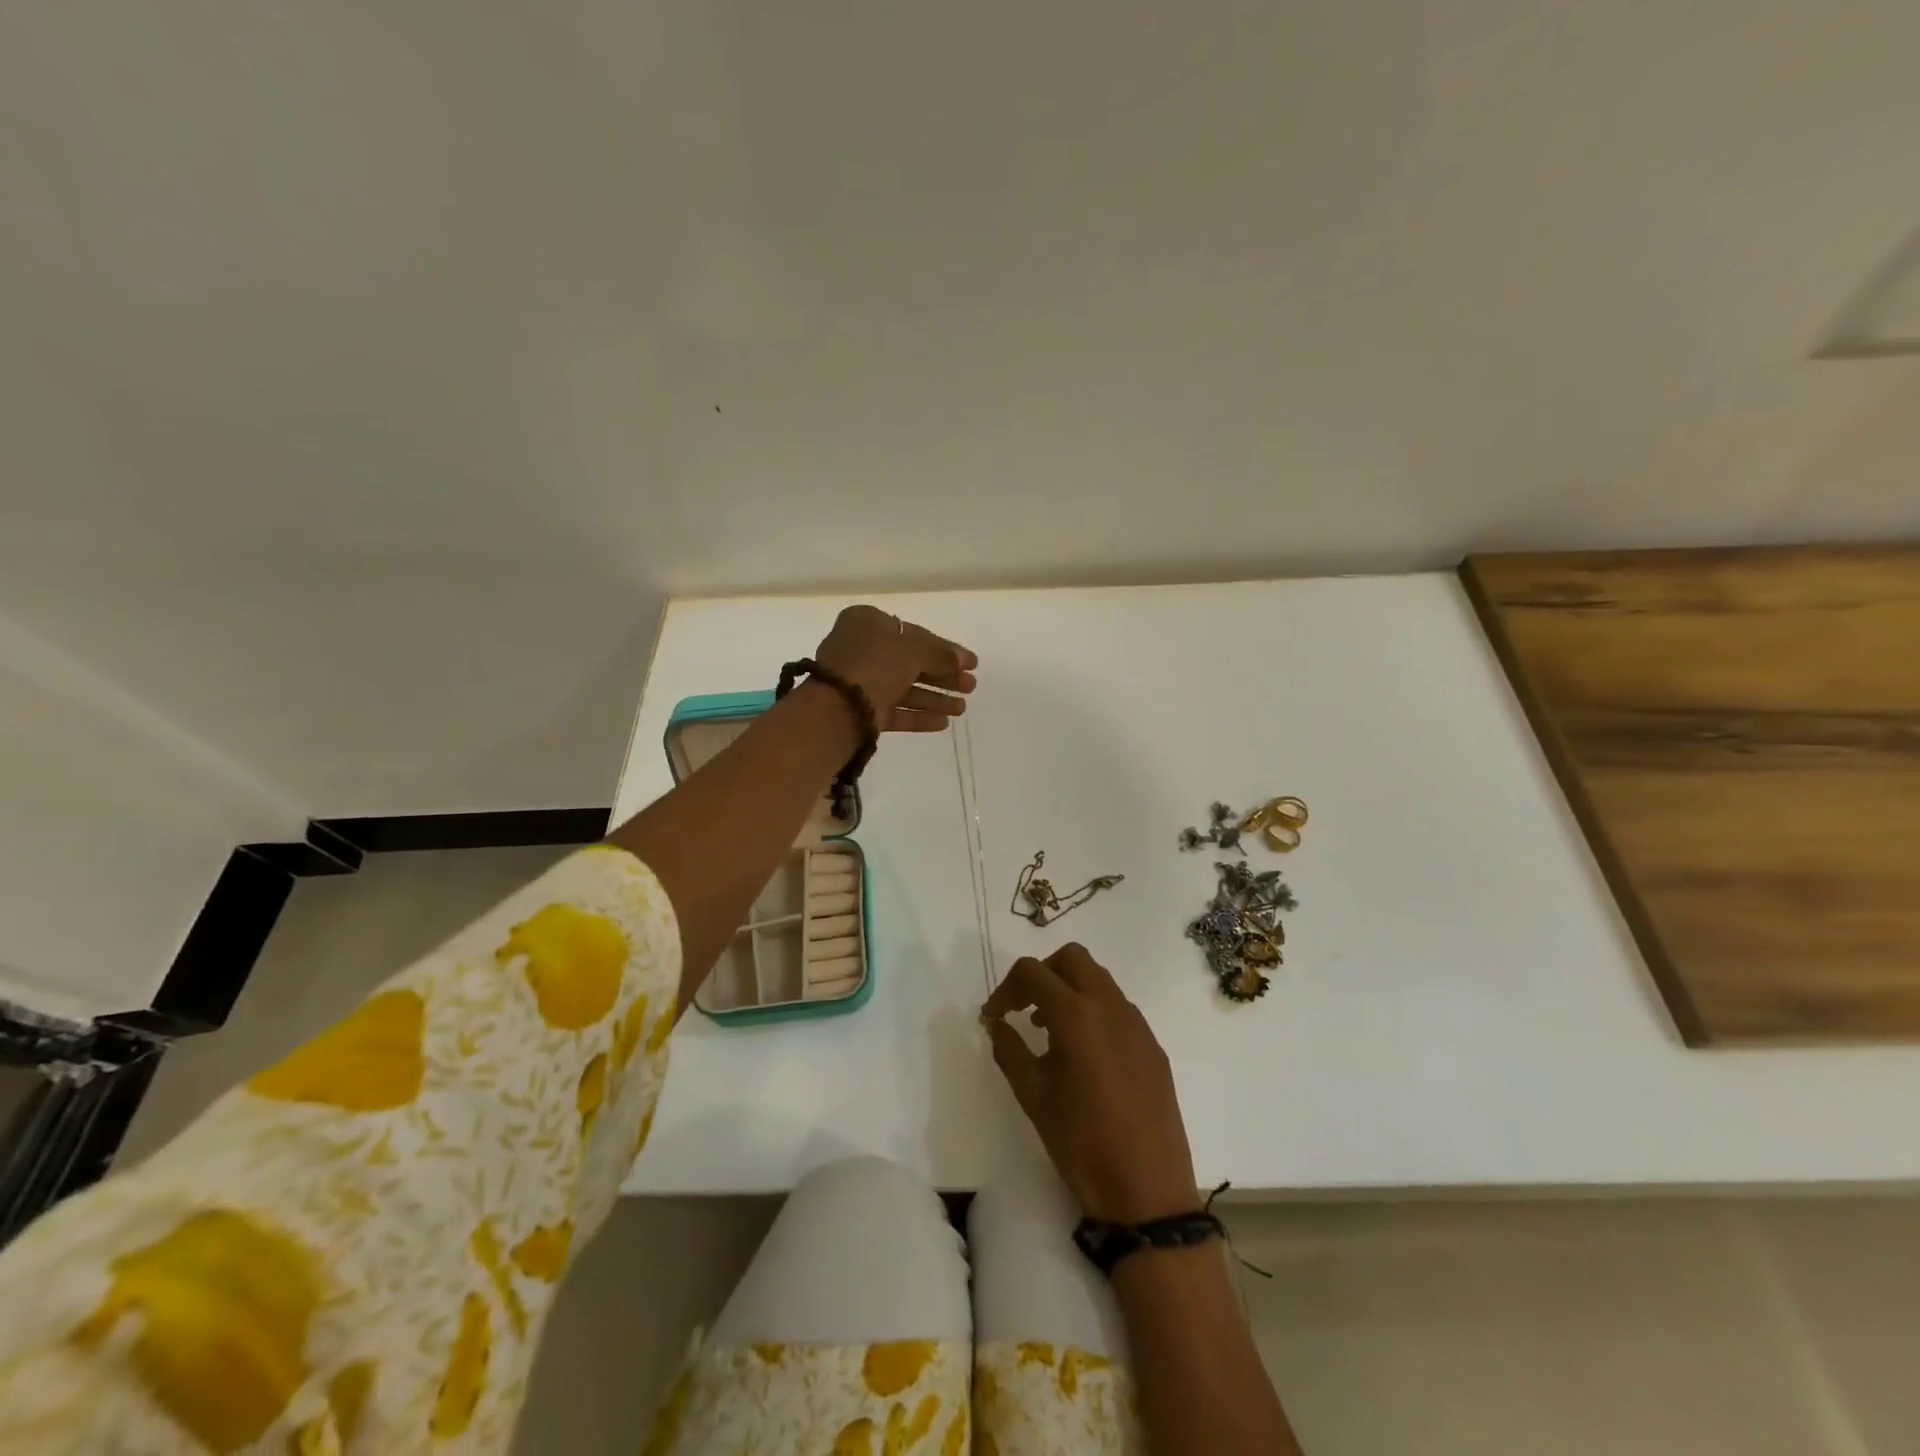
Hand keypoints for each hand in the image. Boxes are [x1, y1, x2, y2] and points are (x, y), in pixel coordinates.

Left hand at [814, 605, 977, 731]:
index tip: (971, 664)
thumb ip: (941, 653)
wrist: (837, 709)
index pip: (915, 634)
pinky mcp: (859, 712)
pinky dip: (918, 716)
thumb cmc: (874, 665)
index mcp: (867, 622)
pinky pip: (894, 711)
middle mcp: (861, 649)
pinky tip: (943, 723)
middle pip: (911, 662)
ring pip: (904, 688)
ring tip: (962, 709)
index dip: (945, 649)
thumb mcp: (913, 650)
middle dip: (943, 676)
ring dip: (935, 698)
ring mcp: (859, 682)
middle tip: (970, 687)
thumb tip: (961, 660)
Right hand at [983, 944, 1199, 1223]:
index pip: (1033, 972)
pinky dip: (1093, 1011)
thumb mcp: (1033, 1096)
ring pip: (1098, 979)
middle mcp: (1110, 1006)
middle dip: (1042, 973)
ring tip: (1048, 1030)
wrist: (1147, 1191)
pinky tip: (1083, 1054)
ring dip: (1068, 989)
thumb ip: (1010, 1050)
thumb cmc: (1082, 1143)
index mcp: (1077, 1015)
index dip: (1005, 988)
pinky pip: (1118, 1007)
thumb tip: (996, 1024)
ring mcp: (1137, 1024)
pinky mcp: (1153, 1045)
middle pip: (1072, 958)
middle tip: (1023, 1008)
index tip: (993, 1017)